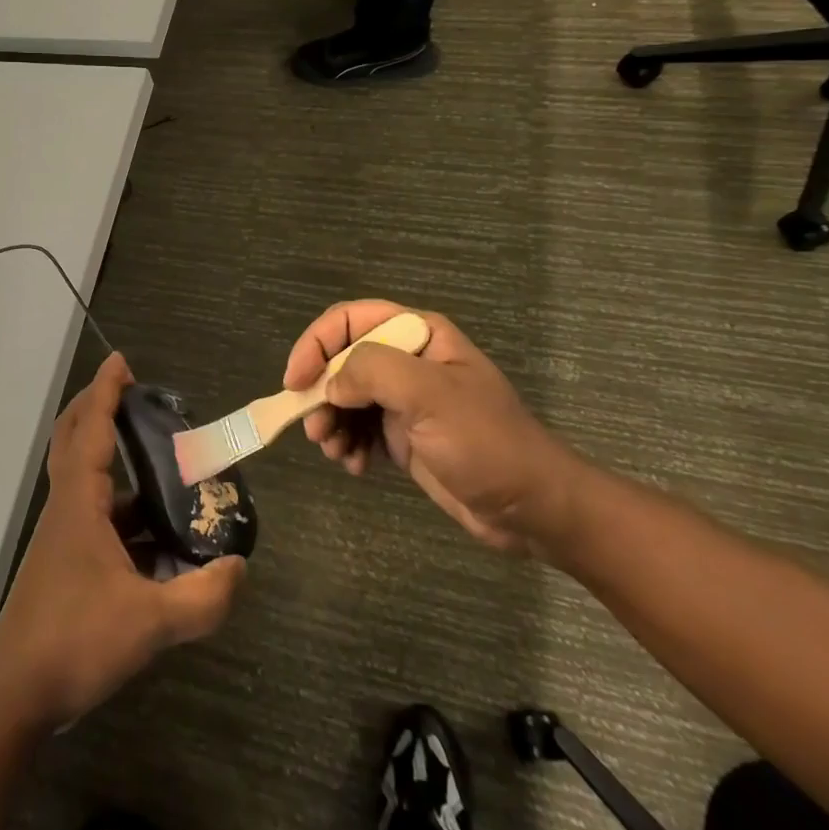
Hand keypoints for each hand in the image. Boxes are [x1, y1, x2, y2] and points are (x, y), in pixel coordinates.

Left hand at [0, 354, 244, 727]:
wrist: (14, 694)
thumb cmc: (75, 641)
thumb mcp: (149, 623)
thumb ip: (202, 598)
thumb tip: (239, 569)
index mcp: (79, 503)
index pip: (92, 429)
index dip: (106, 391)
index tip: (121, 361)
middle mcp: (67, 508)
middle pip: (74, 439)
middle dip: (98, 408)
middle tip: (133, 394)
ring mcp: (62, 536)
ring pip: (84, 478)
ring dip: (112, 458)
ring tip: (160, 461)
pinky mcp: (64, 562)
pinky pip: (94, 515)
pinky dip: (121, 507)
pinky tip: (155, 532)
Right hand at [287, 301, 589, 554]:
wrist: (532, 509)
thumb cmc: (486, 443)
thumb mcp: (431, 395)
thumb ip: (373, 371)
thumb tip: (330, 383)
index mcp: (417, 335)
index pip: (348, 320)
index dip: (315, 344)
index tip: (295, 382)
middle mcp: (406, 359)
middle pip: (340, 359)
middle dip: (321, 392)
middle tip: (315, 430)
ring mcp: (404, 398)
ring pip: (344, 397)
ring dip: (331, 423)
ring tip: (336, 454)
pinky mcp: (403, 434)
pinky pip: (358, 428)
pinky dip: (348, 445)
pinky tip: (356, 466)